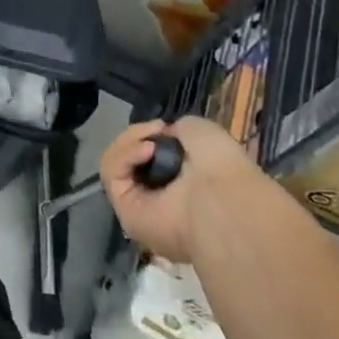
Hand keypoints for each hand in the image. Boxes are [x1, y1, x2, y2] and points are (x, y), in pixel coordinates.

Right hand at [101, 117, 260, 262]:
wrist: (225, 199)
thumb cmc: (222, 168)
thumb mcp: (200, 131)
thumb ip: (177, 130)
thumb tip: (161, 136)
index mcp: (182, 186)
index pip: (150, 156)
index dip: (151, 136)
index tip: (165, 127)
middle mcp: (160, 200)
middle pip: (127, 158)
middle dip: (136, 137)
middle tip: (156, 129)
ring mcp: (140, 207)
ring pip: (115, 164)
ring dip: (129, 142)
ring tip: (152, 142)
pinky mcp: (125, 212)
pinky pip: (112, 175)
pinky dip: (125, 155)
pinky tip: (147, 149)